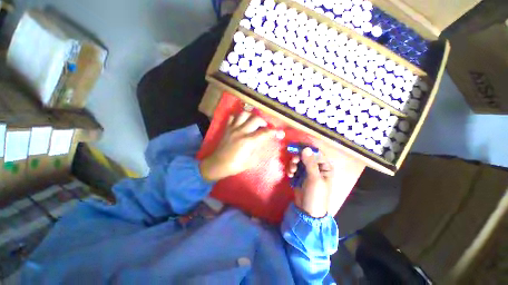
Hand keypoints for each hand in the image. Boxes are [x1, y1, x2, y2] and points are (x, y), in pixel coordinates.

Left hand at [200, 111, 284, 181]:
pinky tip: (241, 122)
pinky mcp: (227, 128)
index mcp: (248, 141)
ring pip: (244, 114)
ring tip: (253, 122)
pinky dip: (238, 117)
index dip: (274, 131)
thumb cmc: (235, 165)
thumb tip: (264, 141)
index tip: (279, 132)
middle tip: (265, 127)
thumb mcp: (251, 161)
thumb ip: (258, 149)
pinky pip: (232, 117)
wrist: (218, 164)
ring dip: (251, 116)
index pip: (264, 133)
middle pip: (255, 119)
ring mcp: (233, 128)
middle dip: (263, 122)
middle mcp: (241, 132)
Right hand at [287, 148, 336, 217]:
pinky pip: (294, 167)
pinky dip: (291, 170)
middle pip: (305, 156)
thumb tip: (306, 148)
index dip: (306, 150)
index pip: (316, 153)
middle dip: (298, 158)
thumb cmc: (316, 195)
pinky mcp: (299, 175)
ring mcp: (307, 171)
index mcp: (325, 167)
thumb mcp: (314, 179)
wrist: (307, 211)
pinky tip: (290, 175)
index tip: (297, 149)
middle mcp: (316, 167)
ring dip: (293, 164)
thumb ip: (310, 163)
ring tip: (291, 172)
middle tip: (293, 162)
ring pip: (298, 161)